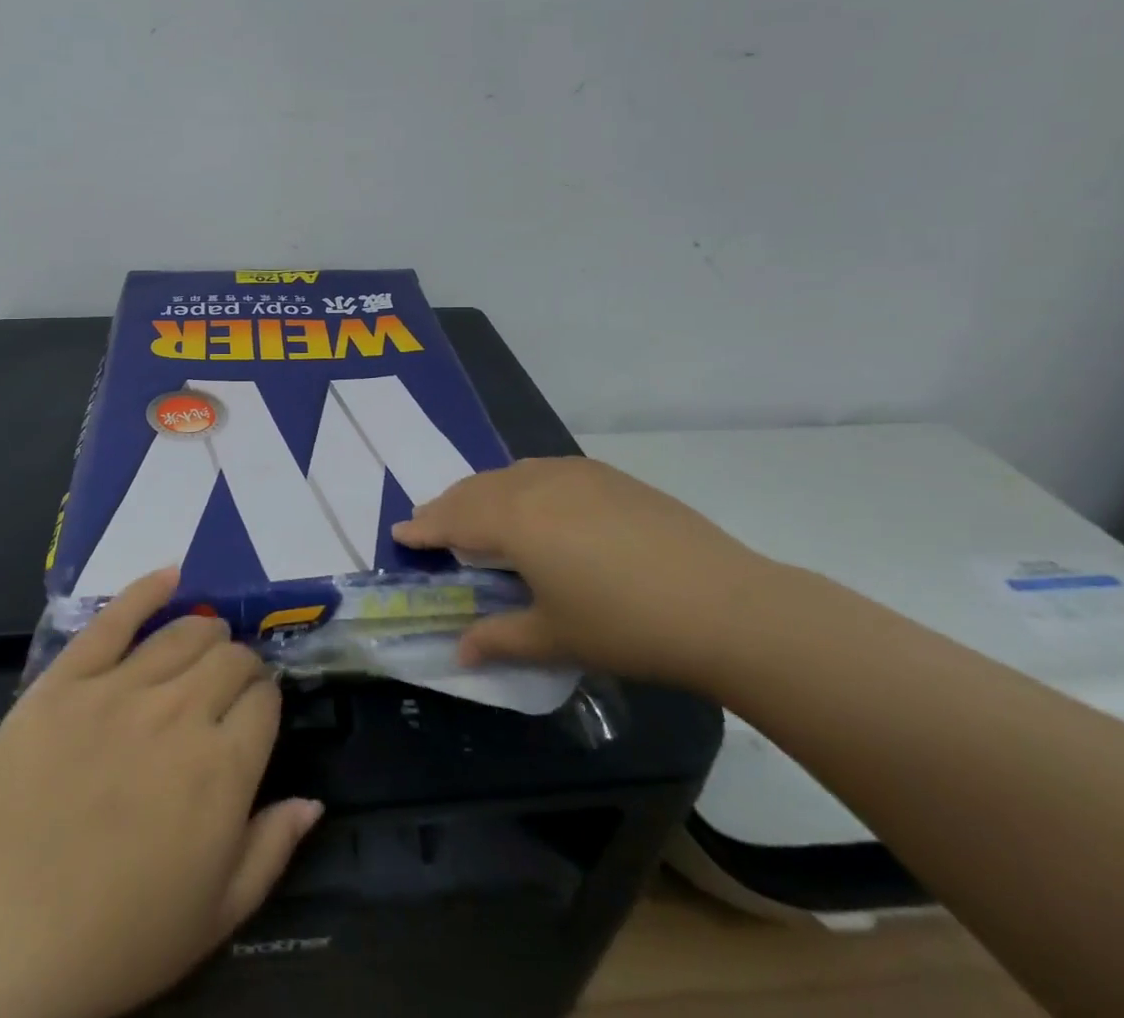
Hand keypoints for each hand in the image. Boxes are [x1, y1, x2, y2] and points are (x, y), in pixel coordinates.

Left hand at [0, 568, 321, 1017]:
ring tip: (206, 639)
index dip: (265, 703)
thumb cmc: (110, 943)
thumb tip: (313, 800)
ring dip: (206, 630)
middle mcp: (181, 712)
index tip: (255, 715)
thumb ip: (270, 851)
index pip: (265, 701)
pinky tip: (170, 575)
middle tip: (228, 686)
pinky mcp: (68, 678)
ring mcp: (121, 688)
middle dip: (240, 665)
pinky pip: (115, 618)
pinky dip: (147, 590)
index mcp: (223, 769)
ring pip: (185, 631)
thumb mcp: (211, 920)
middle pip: (230, 657)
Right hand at [393, 456, 771, 687]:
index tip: (401, 531)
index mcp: (514, 520)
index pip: (454, 519)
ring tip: (476, 511)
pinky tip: (534, 501)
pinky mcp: (608, 475)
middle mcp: (535, 484)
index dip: (424, 527)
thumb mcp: (555, 637)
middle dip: (448, 506)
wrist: (722, 602)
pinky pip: (545, 470)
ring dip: (484, 491)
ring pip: (510, 474)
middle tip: (430, 522)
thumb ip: (499, 638)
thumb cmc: (625, 625)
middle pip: (477, 489)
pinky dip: (521, 483)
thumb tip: (460, 653)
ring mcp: (575, 474)